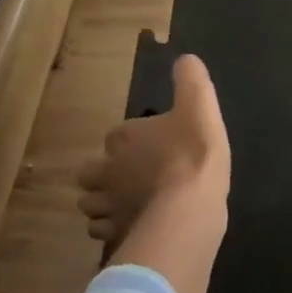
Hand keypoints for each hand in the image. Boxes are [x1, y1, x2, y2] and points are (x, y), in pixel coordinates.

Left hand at [78, 55, 230, 249]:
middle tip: (128, 178)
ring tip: (126, 205)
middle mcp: (108, 171)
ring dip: (104, 204)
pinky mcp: (118, 234)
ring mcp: (109, 206)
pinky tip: (133, 228)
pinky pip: (105, 233)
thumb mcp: (201, 108)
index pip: (117, 136)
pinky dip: (114, 230)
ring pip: (92, 206)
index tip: (150, 145)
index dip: (130, 141)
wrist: (189, 208)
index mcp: (124, 138)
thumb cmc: (193, 154)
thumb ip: (192, 82)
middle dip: (102, 175)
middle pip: (91, 173)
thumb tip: (185, 58)